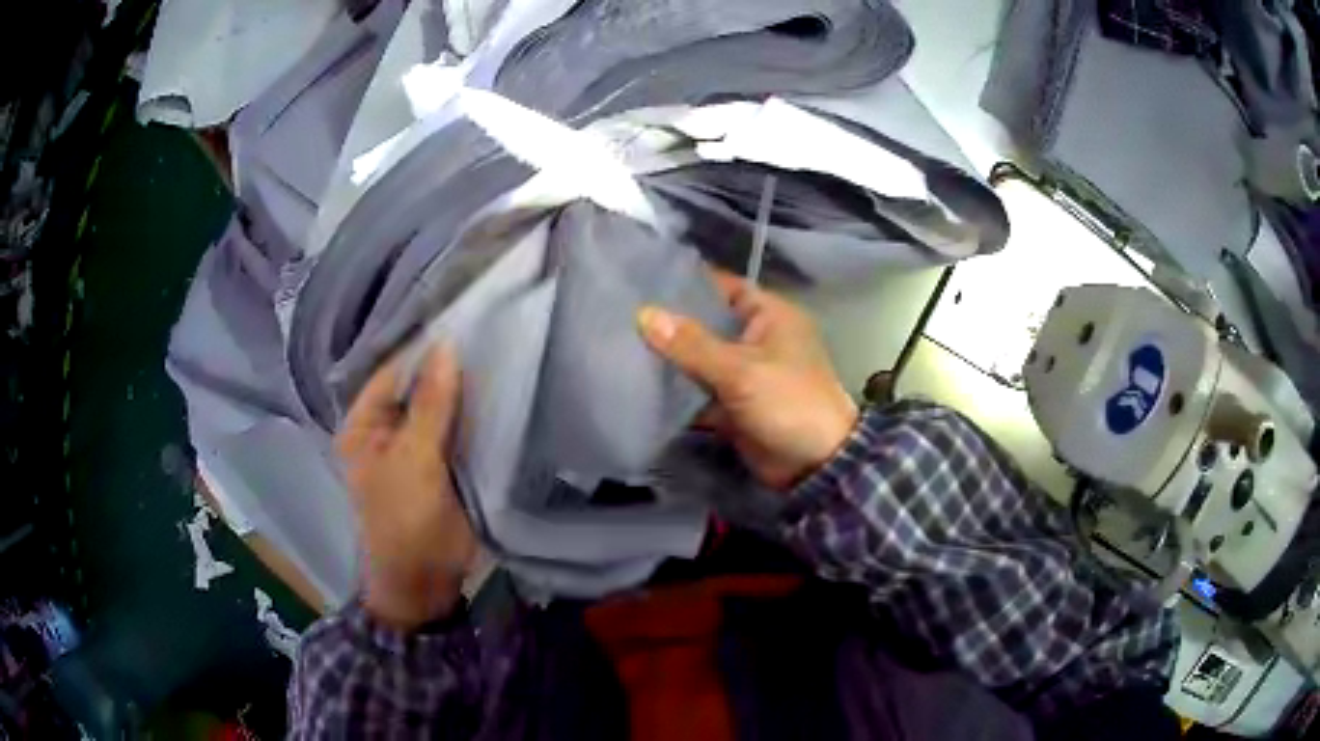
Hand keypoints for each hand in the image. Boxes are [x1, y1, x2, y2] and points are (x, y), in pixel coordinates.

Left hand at [336, 345, 476, 630]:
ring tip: (504, 353)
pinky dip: (476, 415)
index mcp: (364, 423)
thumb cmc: (405, 522)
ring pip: (442, 406)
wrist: (425, 583)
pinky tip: (503, 393)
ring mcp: (415, 445)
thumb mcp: (414, 462)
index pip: (395, 371)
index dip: (428, 348)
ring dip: (466, 390)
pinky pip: (458, 429)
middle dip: (451, 368)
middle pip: (419, 386)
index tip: (469, 320)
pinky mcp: (441, 462)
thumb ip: (432, 406)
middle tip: (494, 332)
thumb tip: (448, 345)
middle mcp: (386, 427)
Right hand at [638, 273, 858, 489]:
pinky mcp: (734, 403)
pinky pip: (701, 389)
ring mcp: (745, 372)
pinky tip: (640, 383)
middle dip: (672, 322)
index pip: (724, 286)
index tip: (645, 279)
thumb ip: (691, 344)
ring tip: (623, 343)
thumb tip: (644, 314)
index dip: (689, 281)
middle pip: (708, 323)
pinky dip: (678, 390)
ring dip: (671, 357)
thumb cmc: (788, 402)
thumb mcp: (740, 370)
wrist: (813, 465)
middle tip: (623, 312)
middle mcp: (757, 338)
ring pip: (701, 358)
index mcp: (770, 315)